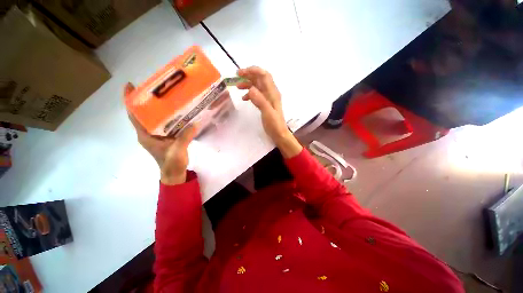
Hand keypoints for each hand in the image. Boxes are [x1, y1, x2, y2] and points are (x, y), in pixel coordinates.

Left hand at [125, 83, 196, 184]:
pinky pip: (165, 123)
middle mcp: (148, 133)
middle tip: (156, 88)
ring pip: (154, 118)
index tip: (130, 86)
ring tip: (167, 97)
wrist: (174, 173)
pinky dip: (169, 116)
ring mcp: (157, 135)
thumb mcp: (177, 150)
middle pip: (143, 114)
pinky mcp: (166, 137)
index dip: (129, 101)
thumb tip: (195, 123)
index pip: (133, 115)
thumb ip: (185, 137)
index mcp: (145, 135)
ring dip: (158, 108)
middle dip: (145, 101)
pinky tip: (178, 112)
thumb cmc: (171, 163)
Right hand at [237, 67, 301, 157]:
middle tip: (236, 76)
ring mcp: (268, 99)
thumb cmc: (274, 124)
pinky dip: (250, 94)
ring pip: (257, 86)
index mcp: (272, 93)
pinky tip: (244, 98)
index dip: (253, 71)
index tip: (241, 73)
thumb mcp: (268, 113)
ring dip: (248, 84)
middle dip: (249, 75)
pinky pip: (257, 95)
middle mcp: (270, 93)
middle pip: (260, 79)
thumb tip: (250, 88)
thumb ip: (260, 101)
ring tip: (238, 87)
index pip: (264, 75)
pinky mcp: (265, 104)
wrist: (279, 134)